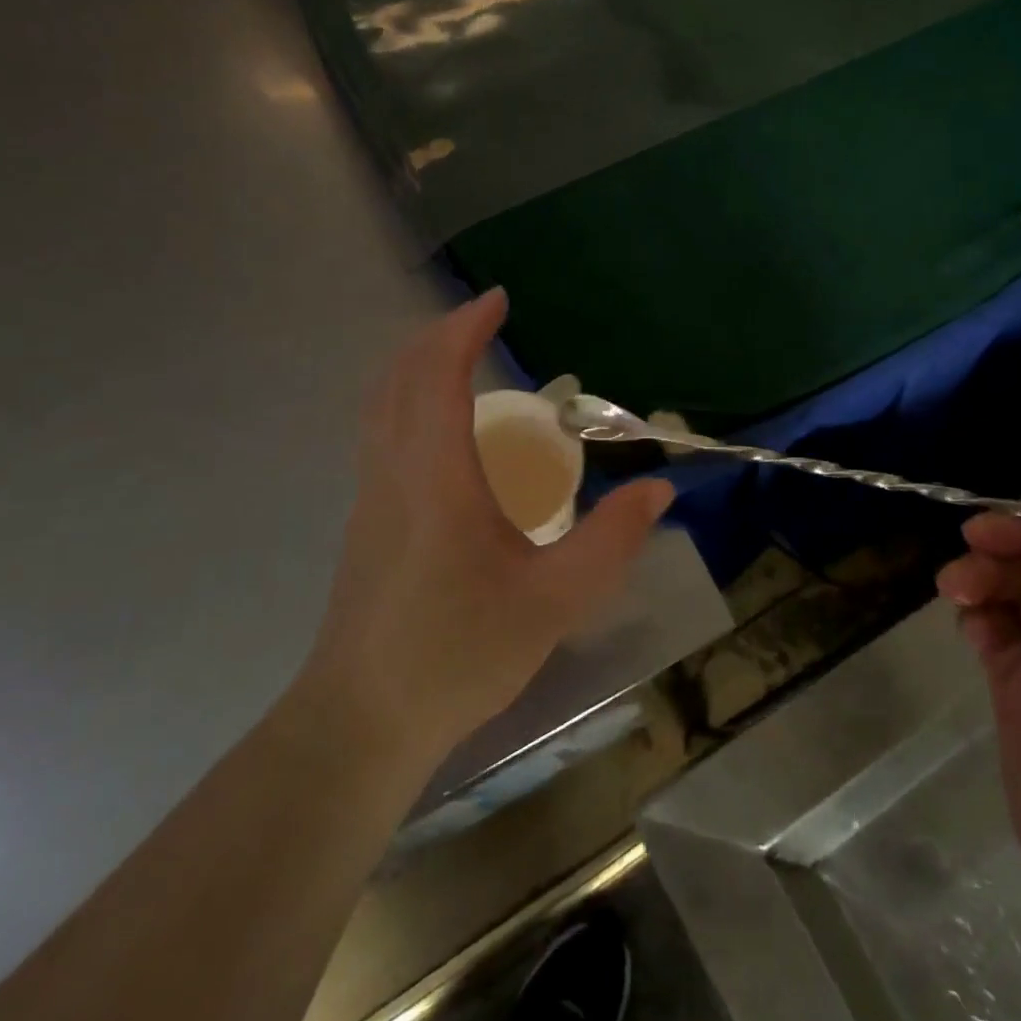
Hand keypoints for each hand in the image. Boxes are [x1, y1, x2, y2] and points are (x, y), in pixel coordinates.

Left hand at [294, 289, 672, 762]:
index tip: (499, 300)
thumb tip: (658, 488)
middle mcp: (393, 470)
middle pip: (400, 376)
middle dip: (440, 335)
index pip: (440, 376)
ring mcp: (370, 494)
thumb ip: (612, 541)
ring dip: (417, 363)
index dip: (465, 329)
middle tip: (485, 321)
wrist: (362, 720)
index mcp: (436, 477)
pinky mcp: (365, 519)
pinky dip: (406, 397)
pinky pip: (380, 430)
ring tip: (463, 358)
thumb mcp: (555, 601)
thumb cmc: (458, 654)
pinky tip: (442, 427)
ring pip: (381, 402)